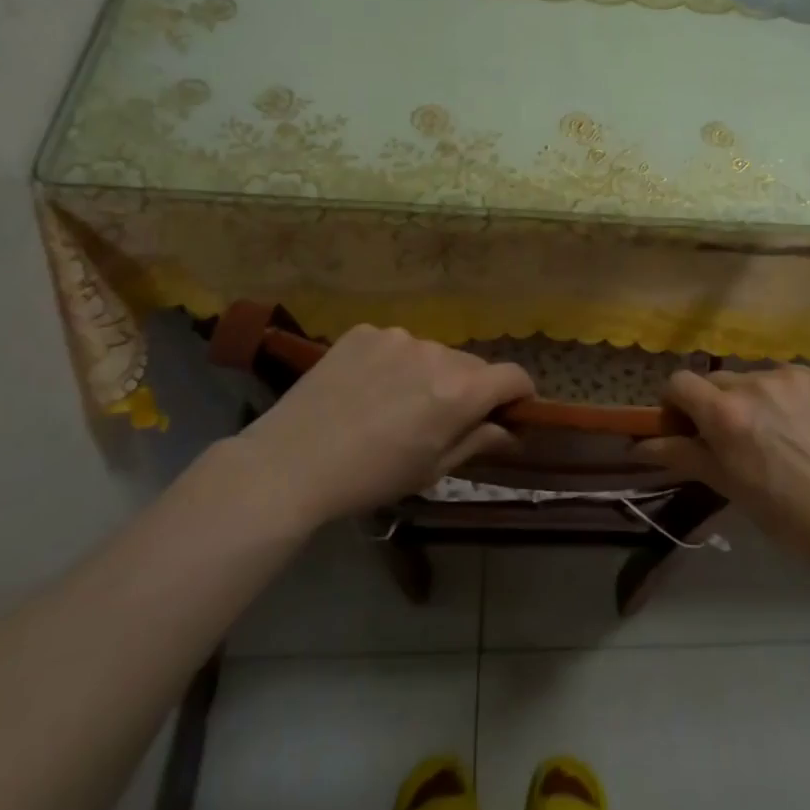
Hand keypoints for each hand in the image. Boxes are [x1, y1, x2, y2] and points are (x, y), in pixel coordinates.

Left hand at [221, 325, 533, 528]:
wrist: (290, 463)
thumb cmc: (370, 477)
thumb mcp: (431, 470)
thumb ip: (476, 441)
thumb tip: (510, 431)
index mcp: (460, 392)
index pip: (513, 377)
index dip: (519, 394)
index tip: (510, 412)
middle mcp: (436, 353)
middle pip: (472, 366)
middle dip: (470, 389)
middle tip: (442, 418)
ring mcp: (397, 337)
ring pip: (432, 353)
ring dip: (429, 373)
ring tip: (395, 403)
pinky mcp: (364, 332)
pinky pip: (395, 345)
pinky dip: (393, 363)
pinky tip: (365, 389)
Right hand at [639, 366, 809, 570]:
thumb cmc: (783, 512)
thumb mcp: (726, 484)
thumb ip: (680, 455)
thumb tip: (636, 445)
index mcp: (725, 412)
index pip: (679, 382)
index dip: (675, 403)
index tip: (685, 427)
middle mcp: (755, 382)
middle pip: (716, 379)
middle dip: (714, 403)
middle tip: (731, 437)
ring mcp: (793, 376)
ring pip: (754, 377)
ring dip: (752, 397)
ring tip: (775, 433)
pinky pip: (789, 378)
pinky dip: (786, 396)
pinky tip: (803, 426)